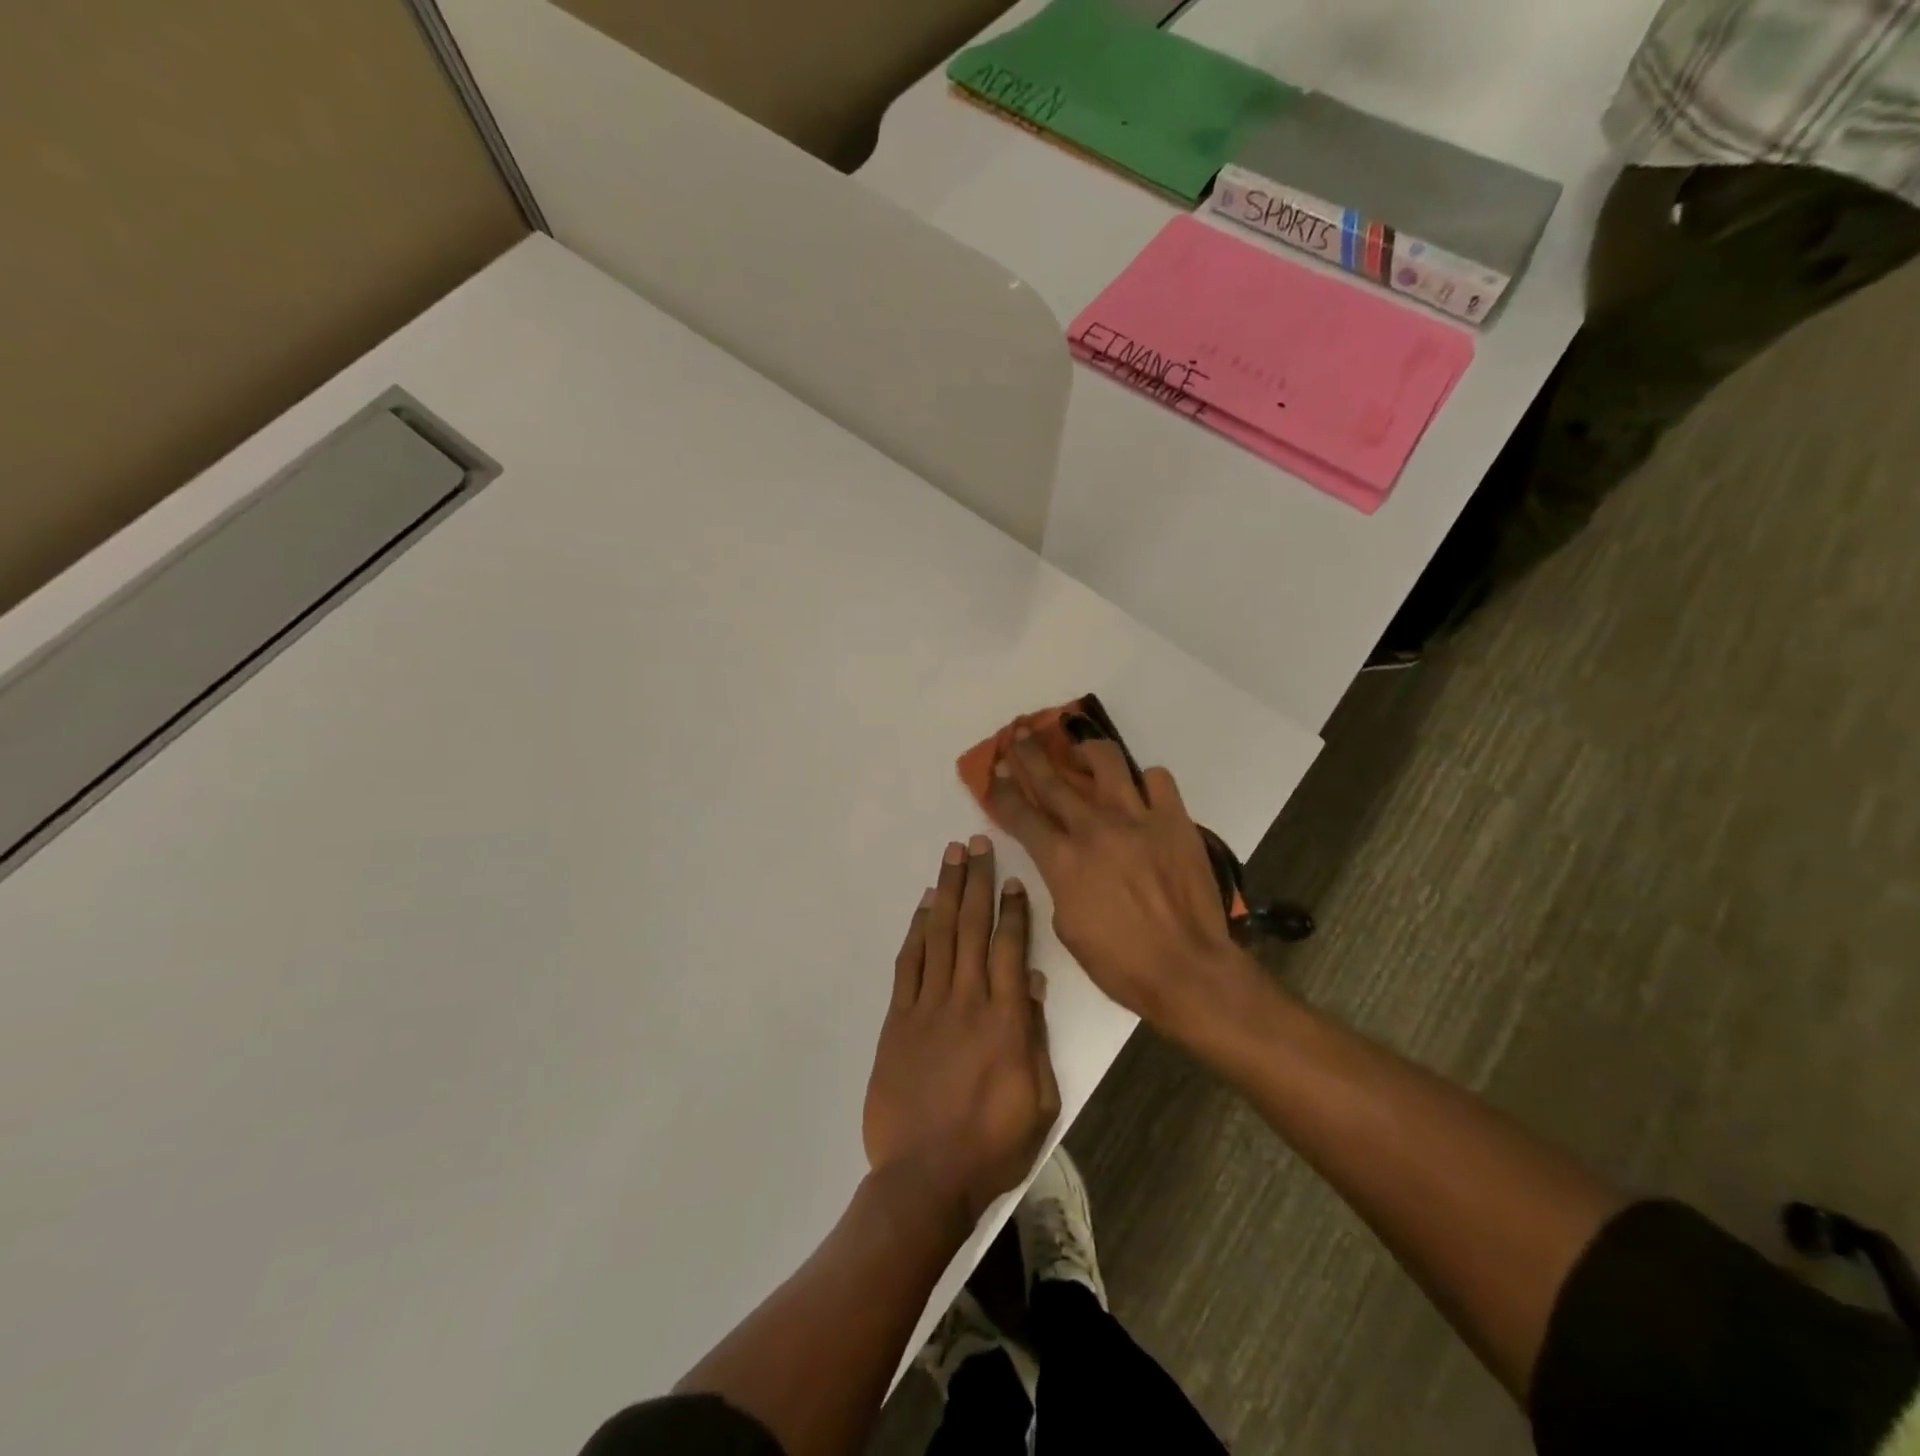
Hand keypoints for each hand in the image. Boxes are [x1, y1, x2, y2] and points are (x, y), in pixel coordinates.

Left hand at [863, 837, 1060, 1222]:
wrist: (925, 1178)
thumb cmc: (992, 1145)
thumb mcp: (1039, 1100)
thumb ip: (1035, 1036)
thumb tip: (1034, 983)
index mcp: (1006, 1020)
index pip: (1012, 949)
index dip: (1014, 910)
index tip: (1014, 879)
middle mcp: (967, 1000)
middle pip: (973, 927)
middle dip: (977, 881)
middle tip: (977, 843)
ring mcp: (928, 1007)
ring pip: (940, 935)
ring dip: (947, 892)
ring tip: (951, 857)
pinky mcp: (898, 1020)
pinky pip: (909, 964)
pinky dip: (917, 931)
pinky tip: (924, 907)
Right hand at [989, 728, 1257, 1036]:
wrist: (1187, 970)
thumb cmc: (1121, 963)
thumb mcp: (1068, 928)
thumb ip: (1059, 884)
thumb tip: (1063, 861)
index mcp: (1063, 860)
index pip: (1021, 814)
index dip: (1001, 791)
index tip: (992, 772)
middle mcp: (1095, 829)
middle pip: (1053, 779)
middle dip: (1028, 754)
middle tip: (1018, 733)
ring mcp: (1138, 819)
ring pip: (1106, 762)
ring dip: (1086, 749)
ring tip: (1080, 749)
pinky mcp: (1175, 821)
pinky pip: (1158, 780)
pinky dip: (1145, 780)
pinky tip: (1139, 790)